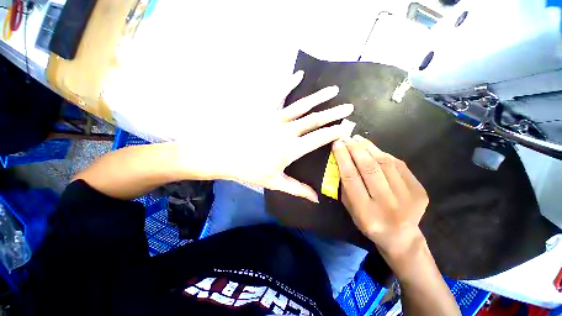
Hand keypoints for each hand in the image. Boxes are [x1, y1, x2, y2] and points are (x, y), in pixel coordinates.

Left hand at [184, 71, 353, 202]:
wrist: (223, 155)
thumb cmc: (248, 170)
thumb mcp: (274, 182)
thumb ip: (297, 189)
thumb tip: (316, 199)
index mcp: (291, 149)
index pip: (318, 139)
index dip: (334, 133)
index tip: (347, 128)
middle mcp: (286, 132)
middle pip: (314, 120)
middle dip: (333, 114)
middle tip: (348, 107)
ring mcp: (275, 118)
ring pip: (301, 106)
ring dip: (318, 98)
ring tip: (333, 90)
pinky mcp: (263, 110)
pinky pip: (278, 94)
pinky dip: (288, 83)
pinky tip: (298, 75)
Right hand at [332, 135, 428, 256]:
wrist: (401, 237)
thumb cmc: (369, 223)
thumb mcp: (351, 209)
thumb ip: (346, 186)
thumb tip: (343, 160)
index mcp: (366, 212)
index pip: (351, 177)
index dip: (343, 158)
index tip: (337, 144)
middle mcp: (388, 204)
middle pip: (369, 168)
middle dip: (355, 149)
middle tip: (346, 138)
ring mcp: (407, 197)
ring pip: (385, 163)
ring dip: (369, 147)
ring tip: (358, 139)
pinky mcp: (419, 191)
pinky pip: (399, 165)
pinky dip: (384, 154)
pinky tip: (374, 150)